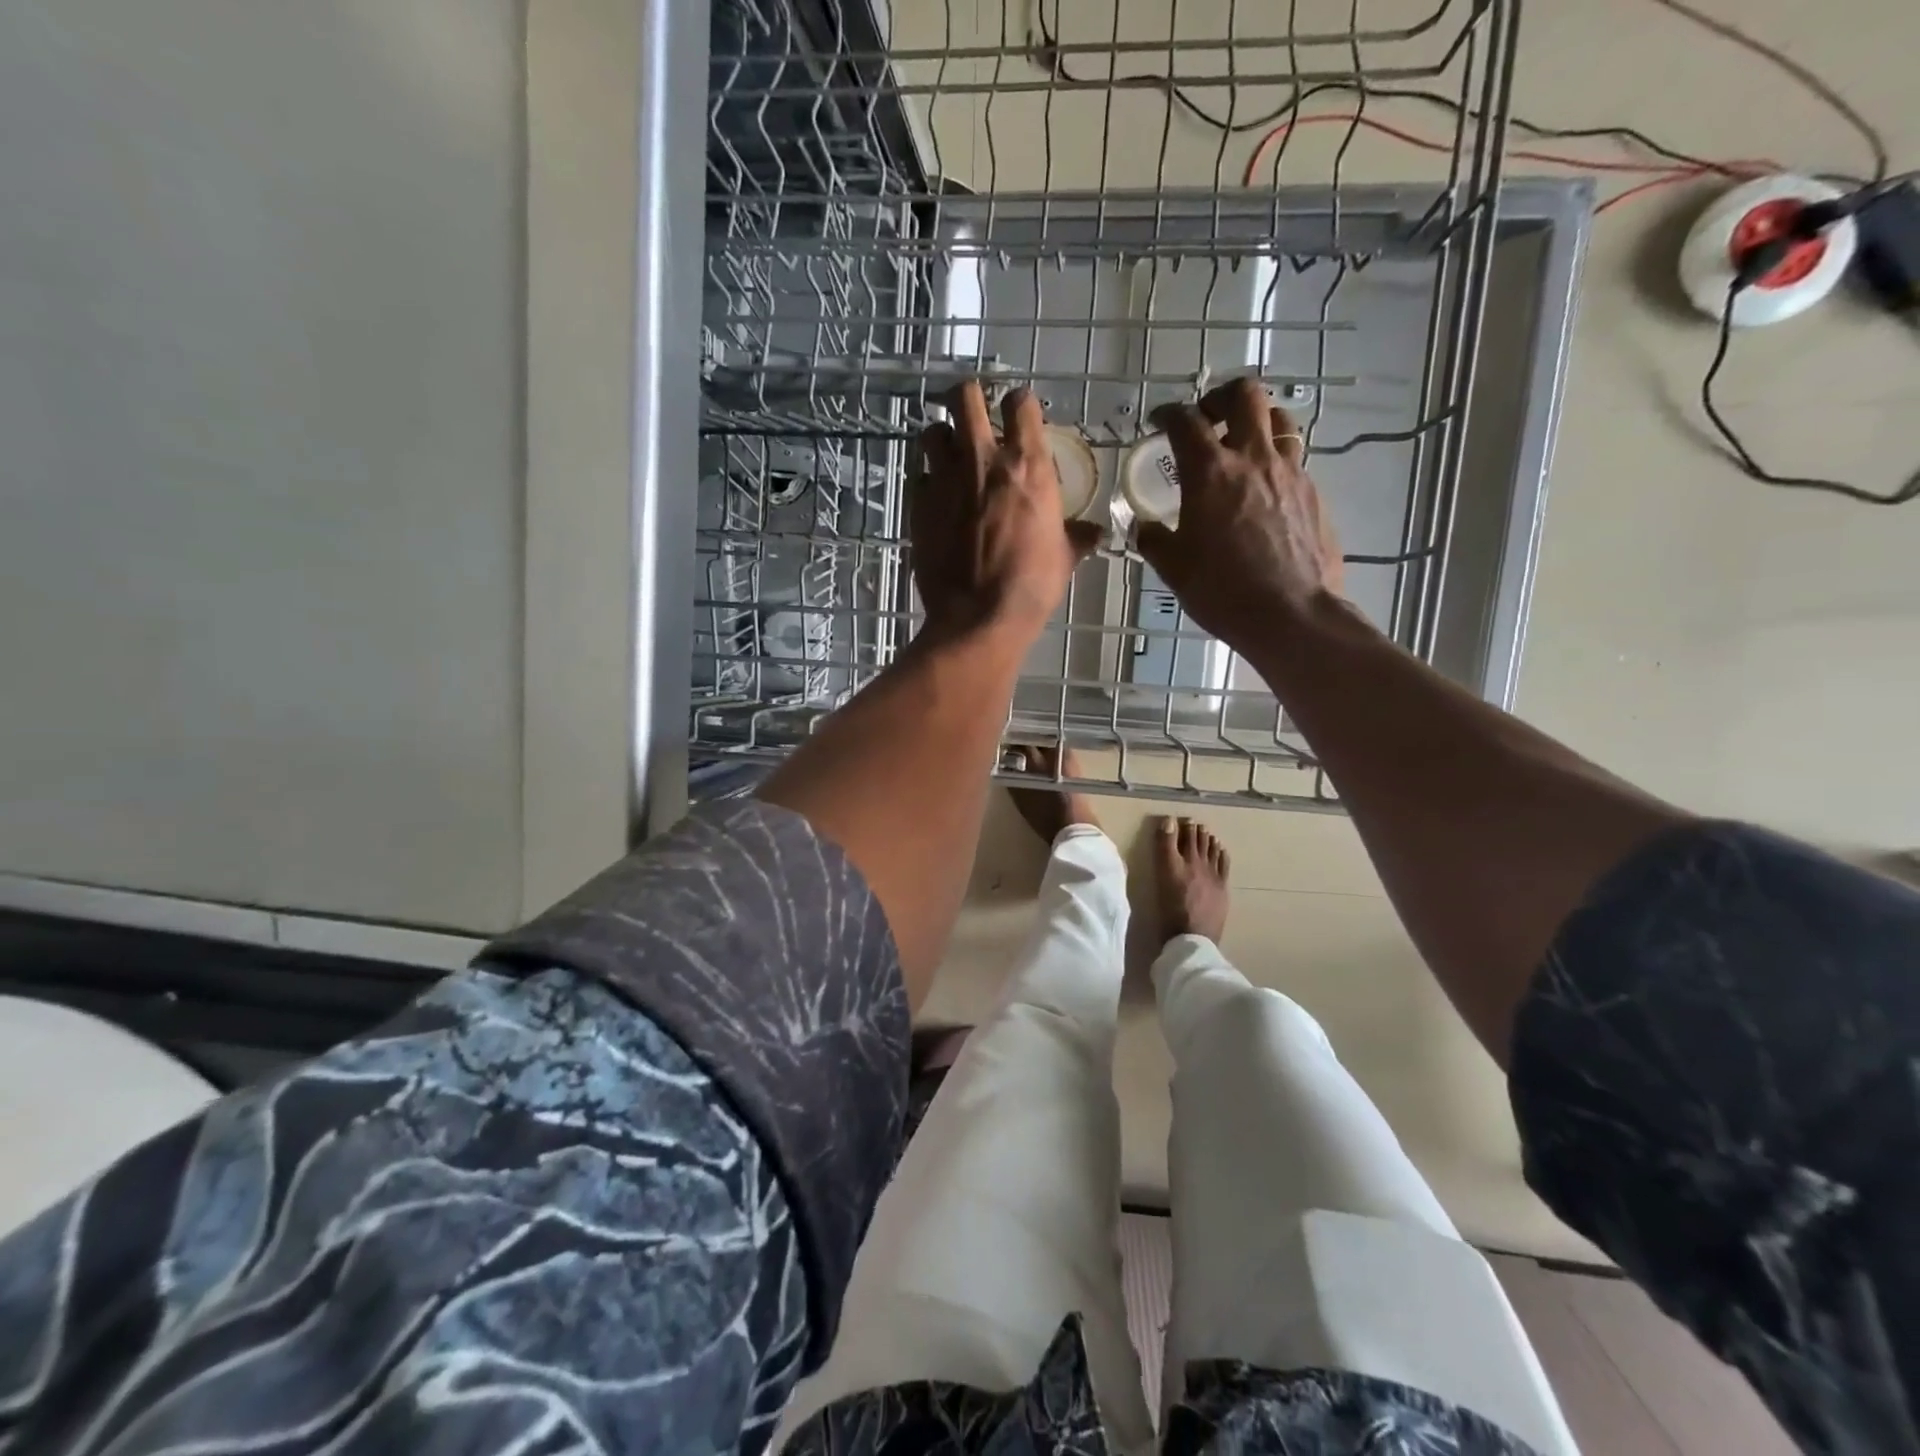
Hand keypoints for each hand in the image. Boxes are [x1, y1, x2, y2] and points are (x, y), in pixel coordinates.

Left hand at [910, 383, 1099, 636]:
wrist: (979, 618)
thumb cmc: (1031, 586)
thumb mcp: (1064, 558)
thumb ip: (1076, 536)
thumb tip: (1095, 533)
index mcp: (1027, 464)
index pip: (1020, 402)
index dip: (1019, 404)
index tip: (1018, 414)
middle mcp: (983, 459)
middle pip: (964, 395)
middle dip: (968, 397)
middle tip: (973, 414)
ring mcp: (945, 480)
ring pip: (932, 431)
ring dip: (941, 438)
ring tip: (950, 456)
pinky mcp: (919, 505)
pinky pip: (919, 477)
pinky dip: (928, 482)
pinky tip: (938, 500)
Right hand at [1136, 378, 1344, 651]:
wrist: (1291, 614)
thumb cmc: (1223, 591)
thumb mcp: (1173, 568)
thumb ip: (1153, 539)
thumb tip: (1143, 527)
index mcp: (1211, 472)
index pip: (1186, 421)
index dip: (1168, 414)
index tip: (1159, 421)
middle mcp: (1253, 458)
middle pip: (1245, 395)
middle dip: (1221, 397)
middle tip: (1207, 418)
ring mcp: (1290, 472)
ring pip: (1278, 419)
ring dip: (1256, 421)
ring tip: (1242, 443)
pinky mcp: (1313, 492)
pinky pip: (1294, 457)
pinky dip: (1274, 458)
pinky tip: (1263, 488)